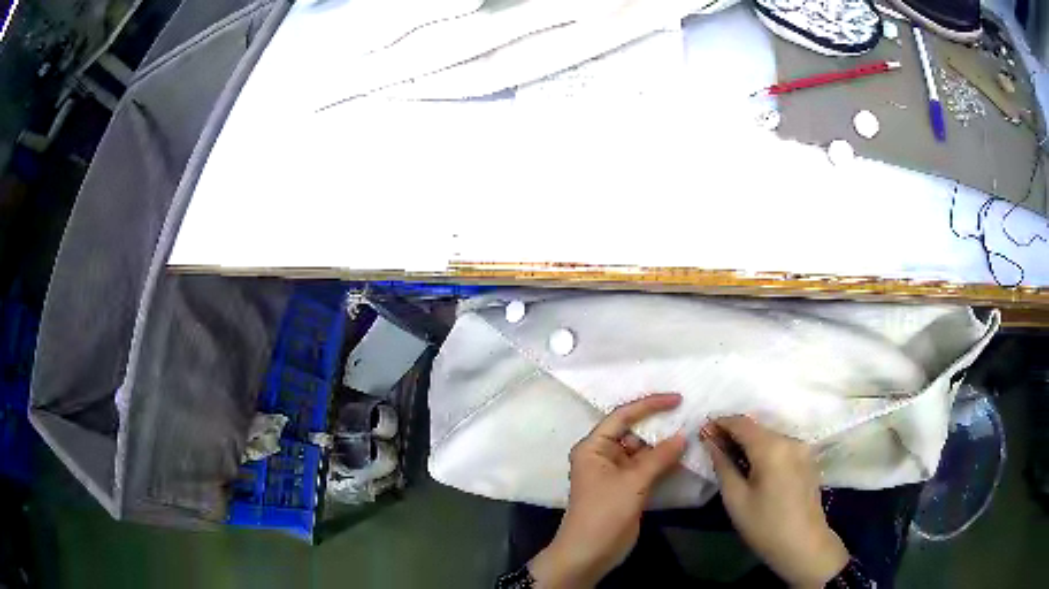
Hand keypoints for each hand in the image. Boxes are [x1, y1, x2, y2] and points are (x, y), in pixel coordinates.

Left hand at [529, 394, 686, 588]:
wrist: (590, 553)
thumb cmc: (604, 513)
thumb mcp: (632, 482)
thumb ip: (659, 457)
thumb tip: (683, 435)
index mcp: (594, 447)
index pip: (623, 416)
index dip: (649, 405)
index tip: (677, 398)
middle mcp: (604, 455)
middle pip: (634, 432)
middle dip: (660, 425)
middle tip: (690, 415)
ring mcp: (617, 473)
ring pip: (644, 451)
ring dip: (665, 445)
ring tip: (693, 431)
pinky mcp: (628, 488)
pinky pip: (648, 468)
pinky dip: (664, 462)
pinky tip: (685, 455)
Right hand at [701, 417, 848, 588]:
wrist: (804, 544)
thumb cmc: (765, 525)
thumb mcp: (736, 499)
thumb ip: (723, 465)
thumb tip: (710, 442)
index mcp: (771, 448)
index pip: (742, 423)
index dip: (721, 423)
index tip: (703, 430)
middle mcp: (790, 440)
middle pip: (757, 428)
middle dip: (734, 432)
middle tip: (713, 445)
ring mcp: (802, 448)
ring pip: (770, 436)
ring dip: (750, 441)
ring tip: (731, 457)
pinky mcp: (808, 459)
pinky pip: (781, 446)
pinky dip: (765, 449)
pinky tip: (755, 466)